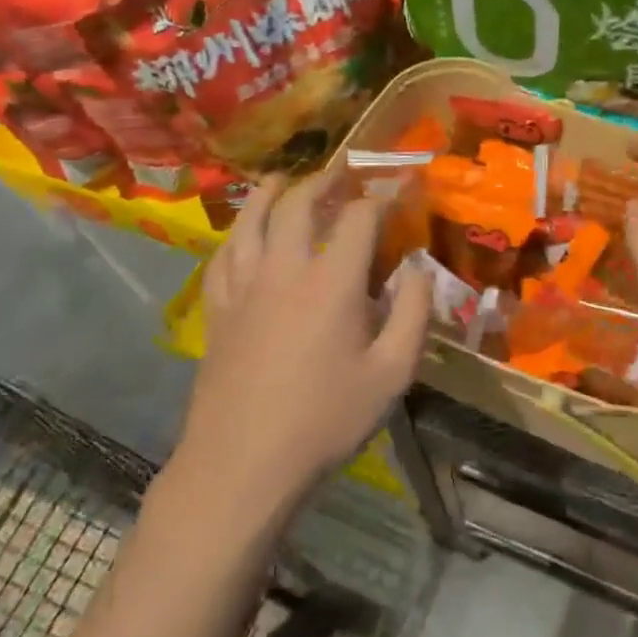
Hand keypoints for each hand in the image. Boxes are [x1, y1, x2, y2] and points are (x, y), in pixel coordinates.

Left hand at [174, 171, 430, 512]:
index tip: (401, 187)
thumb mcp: (392, 374)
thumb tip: (419, 269)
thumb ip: (414, 314)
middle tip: (343, 172)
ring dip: (271, 191)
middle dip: (325, 180)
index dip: (384, 195)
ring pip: (251, 218)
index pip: (359, 217)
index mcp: (331, 282)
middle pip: (299, 203)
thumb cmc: (325, 421)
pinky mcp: (218, 309)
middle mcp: (284, 269)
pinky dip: (238, 231)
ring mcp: (244, 286)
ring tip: (285, 179)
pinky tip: (244, 233)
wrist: (243, 464)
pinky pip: (224, 253)